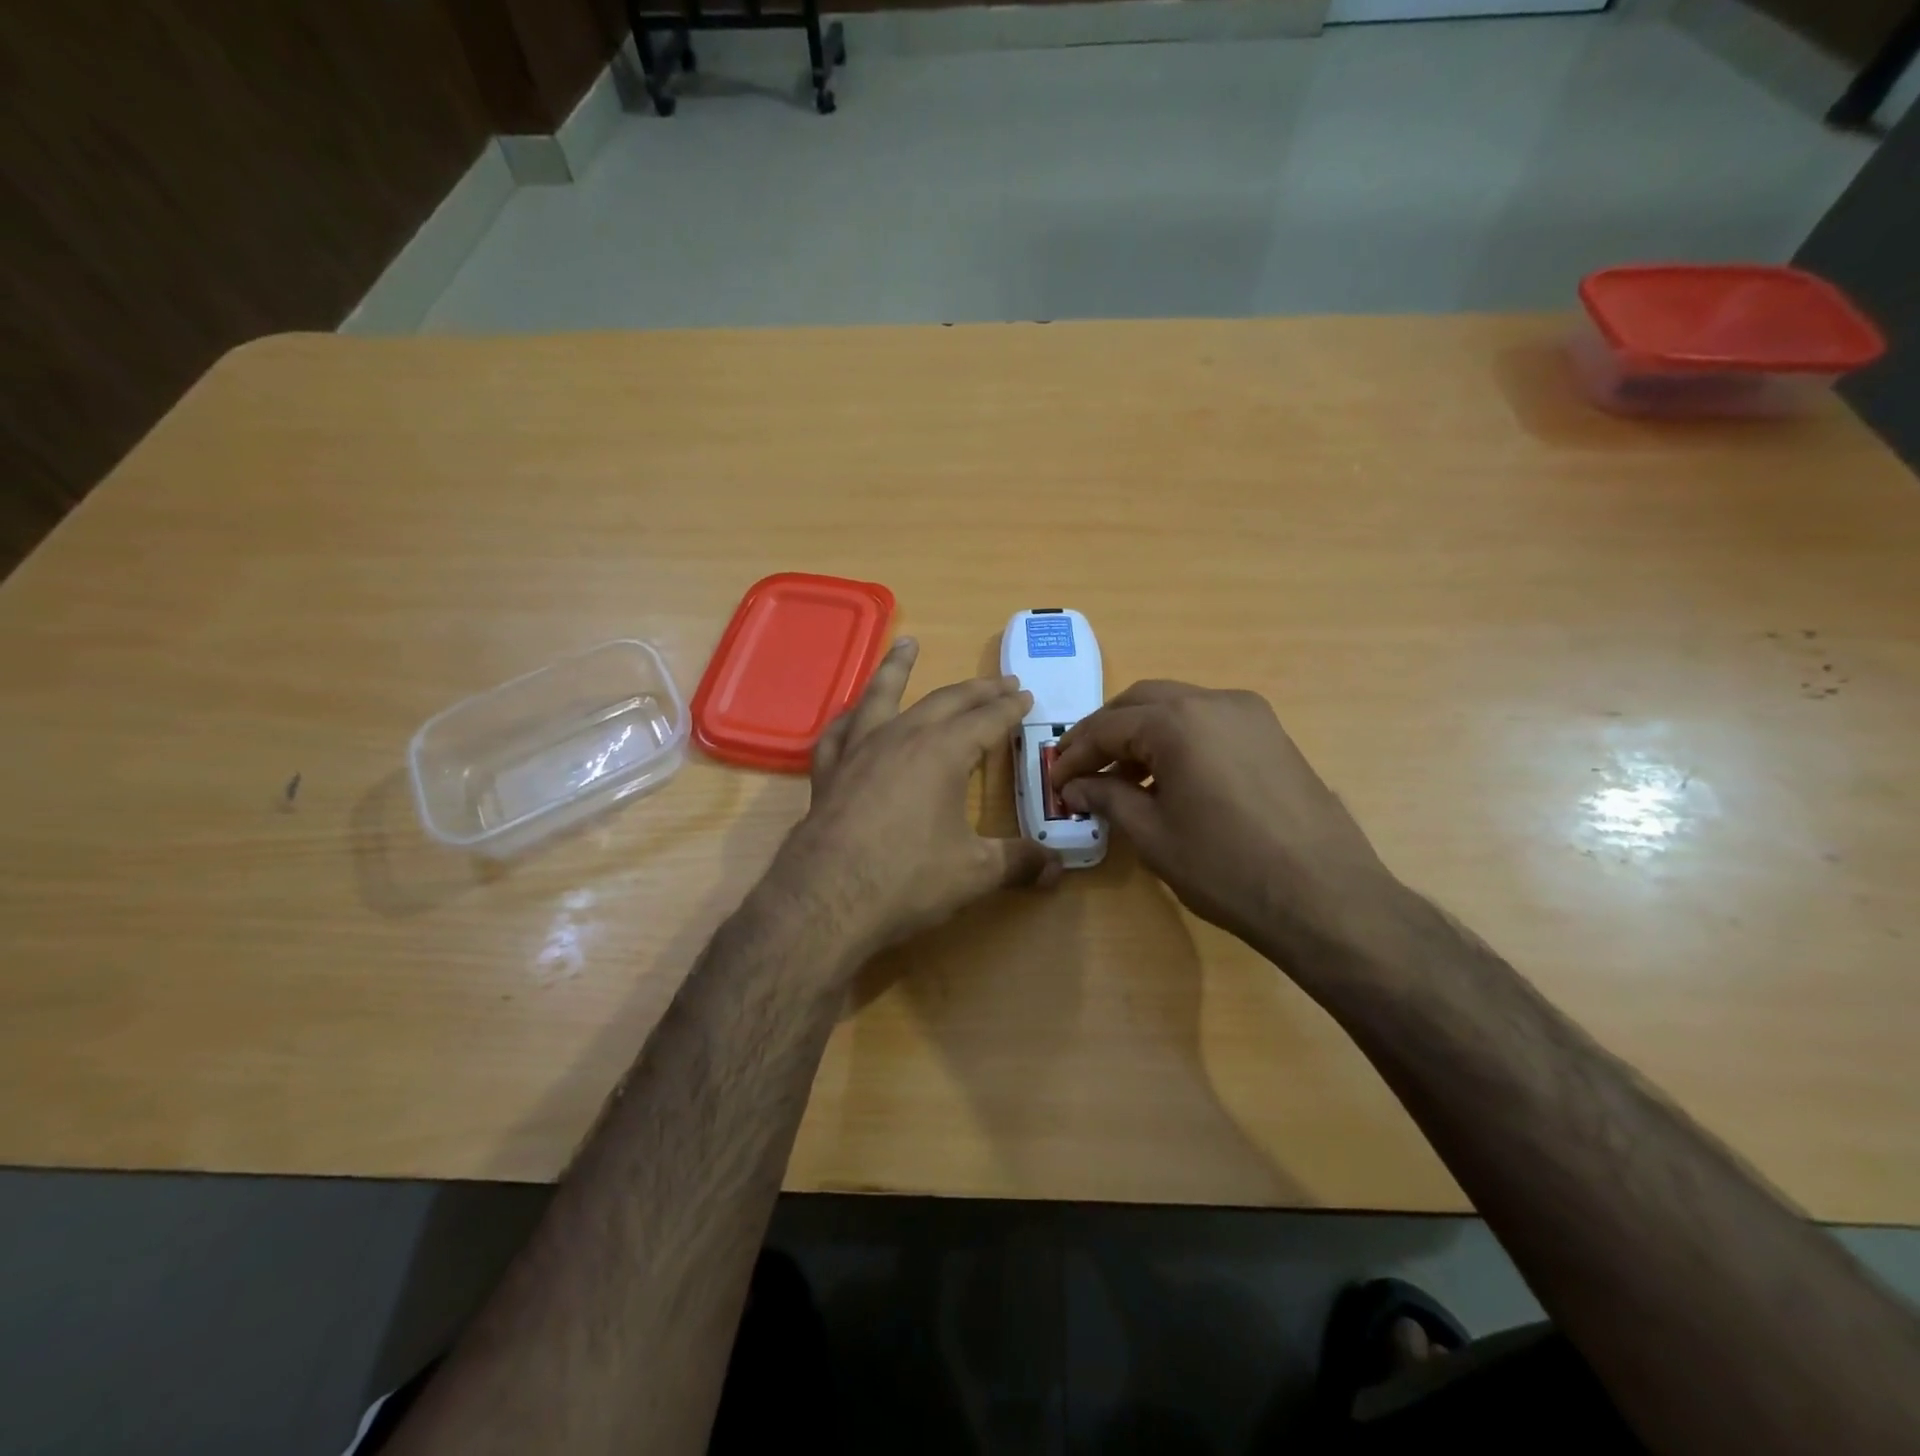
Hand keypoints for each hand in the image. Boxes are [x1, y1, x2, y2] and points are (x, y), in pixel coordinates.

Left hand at [766, 639, 1060, 964]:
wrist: (826, 898)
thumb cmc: (907, 878)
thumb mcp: (974, 873)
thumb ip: (1017, 863)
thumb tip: (1058, 868)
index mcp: (943, 752)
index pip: (986, 720)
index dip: (1010, 709)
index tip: (1025, 696)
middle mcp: (901, 738)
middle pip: (945, 701)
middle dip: (976, 690)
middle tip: (1000, 681)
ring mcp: (859, 750)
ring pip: (881, 696)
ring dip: (898, 669)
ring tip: (907, 644)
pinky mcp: (828, 771)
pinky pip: (839, 732)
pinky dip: (849, 717)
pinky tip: (851, 715)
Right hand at [1050, 681, 1401, 965]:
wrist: (1325, 897)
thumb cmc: (1226, 868)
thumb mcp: (1153, 835)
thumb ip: (1107, 798)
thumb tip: (1075, 787)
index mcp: (1178, 721)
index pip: (1108, 726)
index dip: (1075, 754)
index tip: (1055, 781)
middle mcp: (1214, 701)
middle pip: (1141, 701)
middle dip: (1105, 732)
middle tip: (1081, 768)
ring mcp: (1250, 714)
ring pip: (1177, 706)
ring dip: (1141, 733)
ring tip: (1121, 778)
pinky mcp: (1272, 734)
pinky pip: (1209, 722)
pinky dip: (1177, 739)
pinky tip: (1168, 778)